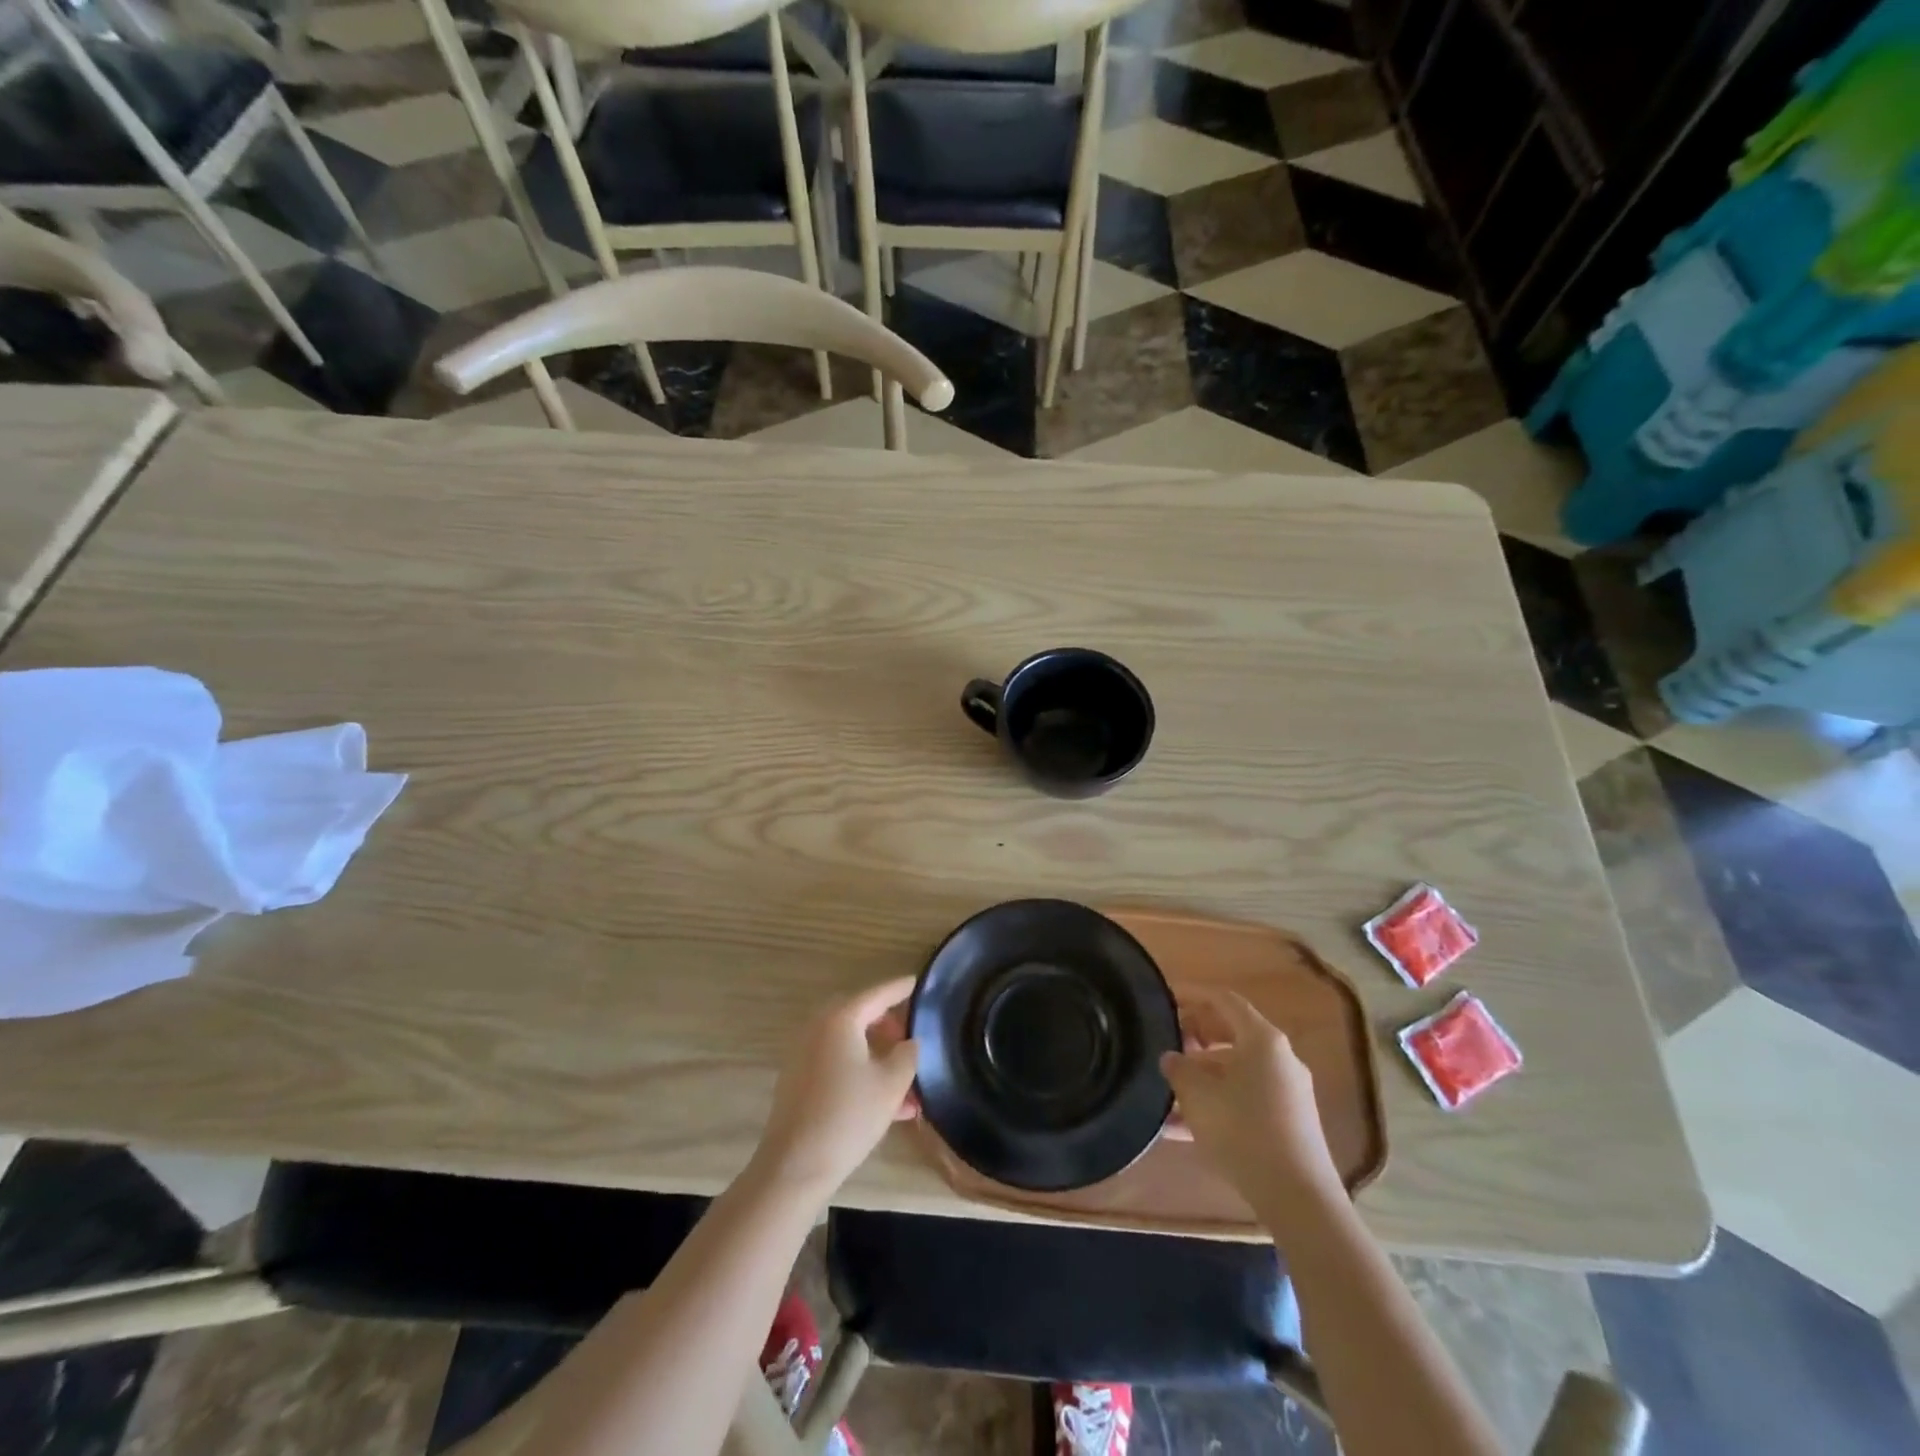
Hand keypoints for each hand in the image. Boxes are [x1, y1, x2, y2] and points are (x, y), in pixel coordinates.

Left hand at [749, 977, 918, 1203]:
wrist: (795, 1166)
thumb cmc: (848, 1116)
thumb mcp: (891, 1084)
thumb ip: (907, 1054)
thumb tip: (909, 1043)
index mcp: (841, 1018)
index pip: (878, 994)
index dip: (900, 989)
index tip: (918, 983)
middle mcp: (818, 1027)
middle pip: (860, 1014)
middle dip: (887, 1024)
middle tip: (909, 1037)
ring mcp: (804, 1053)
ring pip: (849, 1042)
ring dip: (876, 1054)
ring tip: (905, 1081)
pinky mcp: (798, 1079)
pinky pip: (836, 1062)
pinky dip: (860, 1070)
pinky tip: (885, 1102)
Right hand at [1161, 988, 1344, 1220]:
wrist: (1299, 1199)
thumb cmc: (1244, 1131)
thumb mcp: (1198, 1096)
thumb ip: (1179, 1068)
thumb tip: (1171, 1057)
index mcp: (1262, 1039)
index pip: (1223, 1000)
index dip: (1192, 995)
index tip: (1164, 998)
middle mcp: (1280, 1058)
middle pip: (1231, 1034)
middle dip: (1195, 1038)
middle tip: (1164, 1045)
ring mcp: (1287, 1092)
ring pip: (1235, 1071)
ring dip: (1201, 1076)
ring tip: (1166, 1092)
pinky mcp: (1288, 1122)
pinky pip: (1245, 1099)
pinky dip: (1217, 1103)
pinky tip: (1182, 1129)